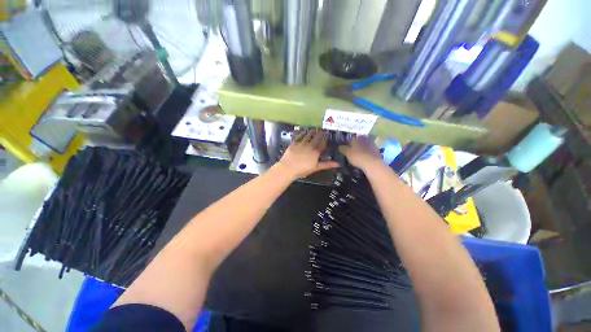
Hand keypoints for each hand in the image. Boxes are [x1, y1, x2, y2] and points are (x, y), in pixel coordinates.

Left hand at [277, 130, 338, 178]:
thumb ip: (326, 164)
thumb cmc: (303, 170)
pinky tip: (305, 130)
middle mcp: (310, 145)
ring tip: (315, 128)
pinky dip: (303, 132)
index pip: (322, 142)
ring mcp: (301, 143)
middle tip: (323, 129)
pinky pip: (300, 135)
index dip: (325, 138)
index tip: (328, 134)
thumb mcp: (316, 168)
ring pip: (308, 135)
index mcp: (316, 151)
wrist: (288, 168)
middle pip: (316, 137)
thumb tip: (338, 164)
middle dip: (320, 133)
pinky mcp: (294, 142)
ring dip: (312, 131)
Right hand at [338, 136, 382, 170]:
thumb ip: (342, 148)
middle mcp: (365, 138)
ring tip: (356, 157)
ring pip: (363, 146)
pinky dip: (365, 154)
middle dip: (354, 147)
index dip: (347, 144)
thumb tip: (339, 146)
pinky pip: (368, 151)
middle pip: (358, 142)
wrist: (372, 164)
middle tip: (350, 153)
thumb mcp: (347, 152)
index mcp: (358, 137)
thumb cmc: (358, 156)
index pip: (350, 139)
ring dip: (360, 150)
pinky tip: (363, 159)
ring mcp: (372, 144)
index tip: (344, 149)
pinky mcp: (377, 151)